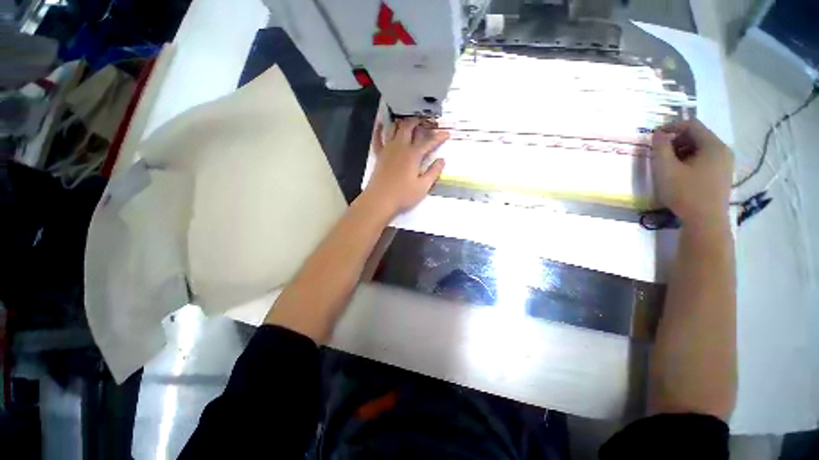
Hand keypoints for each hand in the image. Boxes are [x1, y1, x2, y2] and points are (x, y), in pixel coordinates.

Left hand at [362, 117, 448, 216]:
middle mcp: (400, 147)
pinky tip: (381, 123)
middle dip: (418, 121)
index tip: (447, 133)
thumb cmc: (403, 195)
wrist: (380, 200)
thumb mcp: (423, 186)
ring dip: (402, 122)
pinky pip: (378, 138)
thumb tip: (442, 160)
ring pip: (394, 128)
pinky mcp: (379, 155)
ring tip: (408, 119)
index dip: (439, 137)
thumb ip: (434, 172)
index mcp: (413, 155)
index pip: (428, 142)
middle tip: (426, 120)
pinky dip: (379, 129)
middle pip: (409, 127)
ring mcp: (388, 149)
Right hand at [652, 118, 732, 227]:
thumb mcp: (666, 169)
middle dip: (676, 141)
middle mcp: (722, 150)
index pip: (691, 124)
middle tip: (659, 154)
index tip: (654, 136)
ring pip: (700, 148)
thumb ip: (660, 148)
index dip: (671, 126)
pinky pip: (705, 159)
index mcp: (712, 145)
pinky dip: (690, 160)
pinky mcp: (722, 174)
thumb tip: (658, 133)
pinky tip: (681, 174)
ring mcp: (725, 163)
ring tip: (668, 165)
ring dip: (682, 151)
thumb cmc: (685, 193)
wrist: (705, 221)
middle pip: (697, 135)